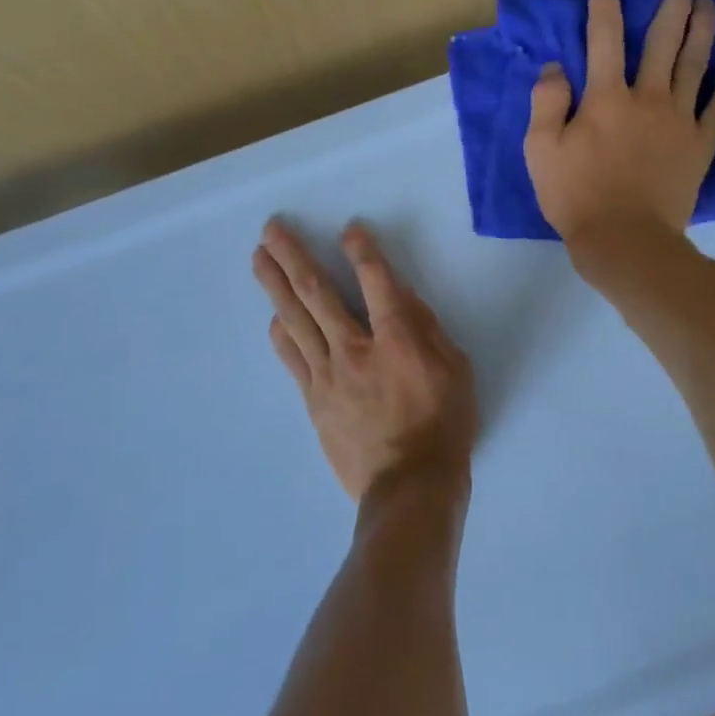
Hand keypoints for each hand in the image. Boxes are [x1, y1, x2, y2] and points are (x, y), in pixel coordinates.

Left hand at [252, 219, 477, 504]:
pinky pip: (291, 358)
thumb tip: (401, 296)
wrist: (409, 486)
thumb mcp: (456, 371)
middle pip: (317, 293)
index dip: (362, 251)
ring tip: (259, 257)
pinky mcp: (313, 399)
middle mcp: (354, 348)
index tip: (349, 229)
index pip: (375, 282)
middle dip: (294, 256)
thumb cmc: (444, 426)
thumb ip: (426, 329)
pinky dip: (281, 333)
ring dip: (275, 285)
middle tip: (271, 229)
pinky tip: (273, 316)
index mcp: (397, 339)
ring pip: (295, 320)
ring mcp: (327, 374)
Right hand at [524, 0, 714, 244]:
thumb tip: (555, 68)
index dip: (604, 12)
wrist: (624, 239)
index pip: (604, 41)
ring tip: (709, 5)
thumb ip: (546, 103)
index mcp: (606, 97)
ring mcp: (680, 119)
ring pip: (694, 65)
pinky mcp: (701, 144)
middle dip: (671, 9)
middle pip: (662, 43)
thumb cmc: (575, 196)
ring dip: (702, 32)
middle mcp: (647, 97)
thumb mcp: (540, 151)